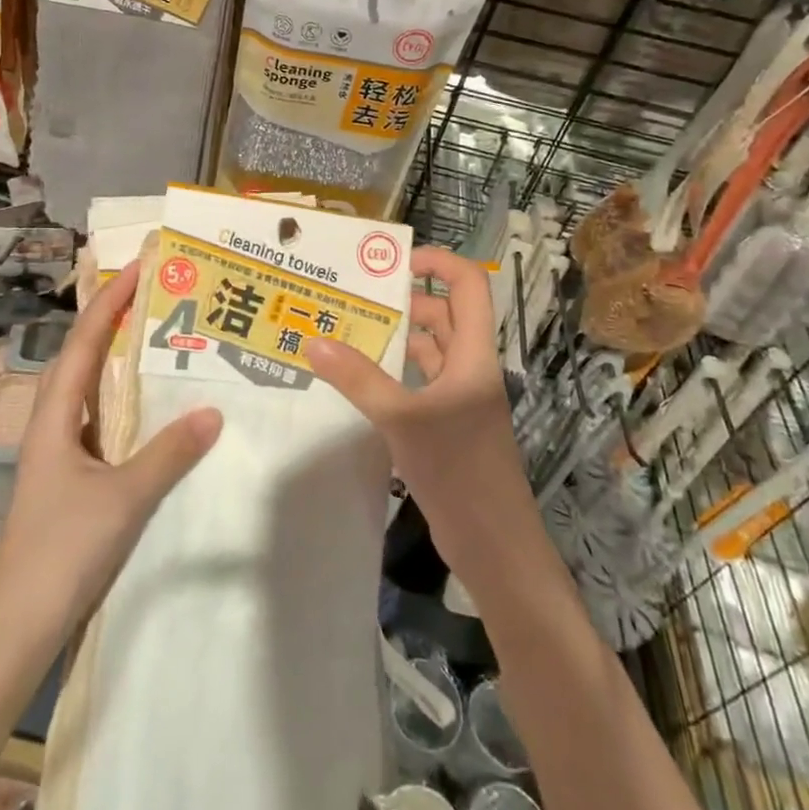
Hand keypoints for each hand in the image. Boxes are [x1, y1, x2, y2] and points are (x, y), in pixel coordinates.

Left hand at [0, 261, 223, 631]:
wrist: (17, 625)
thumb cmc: (62, 550)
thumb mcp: (123, 498)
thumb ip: (168, 453)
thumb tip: (214, 410)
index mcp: (55, 417)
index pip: (84, 344)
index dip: (109, 303)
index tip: (137, 268)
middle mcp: (52, 425)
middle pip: (80, 358)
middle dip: (111, 321)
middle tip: (152, 295)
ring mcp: (58, 453)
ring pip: (87, 390)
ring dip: (114, 359)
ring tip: (153, 339)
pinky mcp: (69, 479)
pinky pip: (97, 422)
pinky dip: (120, 401)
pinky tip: (146, 410)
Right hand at [307, 248, 540, 584]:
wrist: (496, 547)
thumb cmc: (459, 472)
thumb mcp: (403, 420)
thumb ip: (358, 379)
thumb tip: (313, 340)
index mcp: (474, 355)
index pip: (468, 285)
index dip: (438, 262)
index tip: (393, 261)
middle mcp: (470, 368)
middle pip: (444, 314)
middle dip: (404, 298)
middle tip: (353, 295)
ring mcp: (461, 399)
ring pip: (430, 350)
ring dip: (396, 336)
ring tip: (347, 328)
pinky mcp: (449, 426)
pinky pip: (420, 382)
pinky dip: (394, 372)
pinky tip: (359, 377)